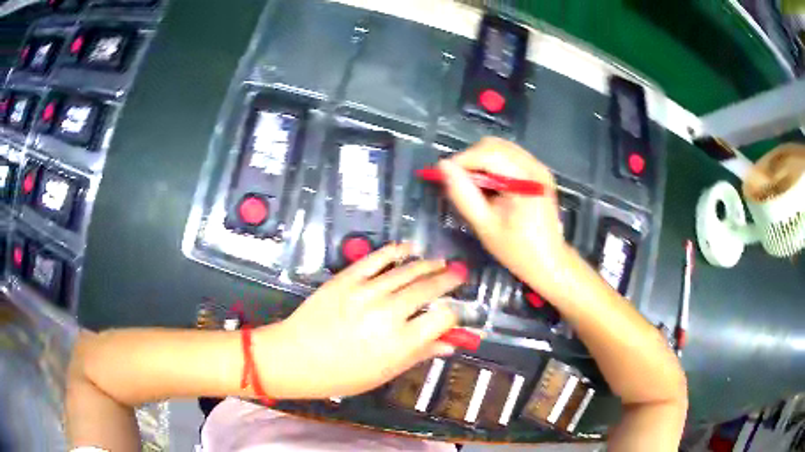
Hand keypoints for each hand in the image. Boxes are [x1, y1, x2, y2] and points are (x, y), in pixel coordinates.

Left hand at [259, 243, 462, 398]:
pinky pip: (377, 259)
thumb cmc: (341, 375)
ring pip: (407, 271)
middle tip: (458, 275)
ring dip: (428, 264)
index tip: (454, 312)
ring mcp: (366, 292)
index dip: (454, 314)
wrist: (295, 357)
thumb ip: (419, 355)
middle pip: (429, 289)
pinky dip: (395, 251)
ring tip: (440, 263)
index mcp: (400, 343)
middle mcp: (388, 314)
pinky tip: (408, 248)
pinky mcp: (347, 278)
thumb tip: (449, 344)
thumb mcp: (384, 373)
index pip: (442, 319)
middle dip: (448, 280)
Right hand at [439, 137, 570, 298]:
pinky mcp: (538, 172)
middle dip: (471, 159)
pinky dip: (493, 165)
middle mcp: (535, 166)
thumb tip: (443, 166)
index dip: (462, 160)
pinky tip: (490, 186)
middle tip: (459, 183)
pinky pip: (509, 156)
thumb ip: (463, 194)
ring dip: (481, 161)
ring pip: (500, 148)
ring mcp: (539, 167)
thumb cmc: (517, 250)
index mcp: (526, 180)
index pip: (488, 153)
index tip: (443, 176)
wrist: (549, 262)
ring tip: (473, 186)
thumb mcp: (485, 225)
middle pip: (494, 145)